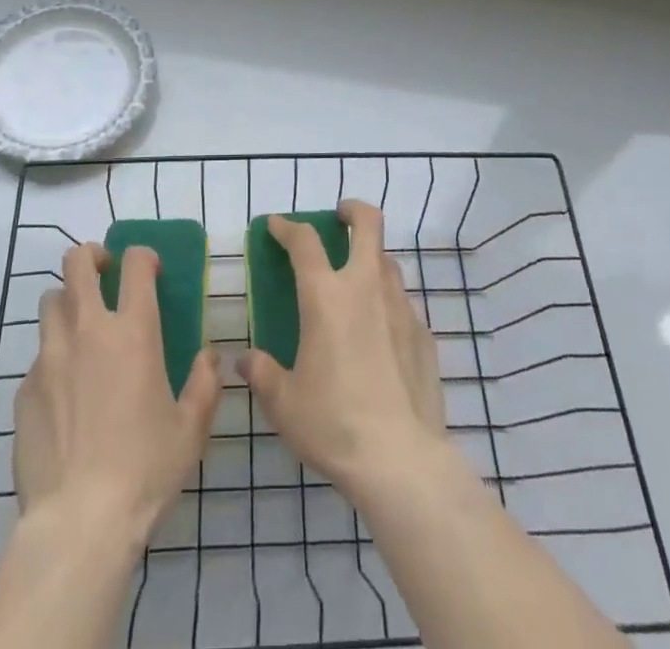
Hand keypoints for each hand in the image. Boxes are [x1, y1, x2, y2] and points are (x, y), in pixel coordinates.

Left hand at [14, 243, 220, 546]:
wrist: (79, 522)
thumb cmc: (145, 469)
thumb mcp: (191, 428)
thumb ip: (205, 383)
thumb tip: (210, 356)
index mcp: (133, 331)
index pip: (135, 264)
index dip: (143, 256)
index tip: (150, 271)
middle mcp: (88, 330)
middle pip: (77, 263)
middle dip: (91, 257)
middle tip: (104, 274)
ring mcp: (50, 357)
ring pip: (50, 301)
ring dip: (67, 302)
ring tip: (80, 327)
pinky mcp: (24, 390)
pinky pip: (37, 356)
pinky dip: (52, 358)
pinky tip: (64, 392)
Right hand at [237, 202, 446, 505]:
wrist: (400, 459)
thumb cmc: (333, 423)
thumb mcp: (284, 402)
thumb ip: (262, 373)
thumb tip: (246, 360)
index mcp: (326, 296)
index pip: (304, 241)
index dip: (287, 227)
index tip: (276, 225)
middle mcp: (366, 287)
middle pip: (368, 224)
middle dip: (352, 211)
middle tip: (338, 218)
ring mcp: (401, 307)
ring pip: (388, 261)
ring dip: (371, 258)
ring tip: (356, 281)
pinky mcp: (424, 334)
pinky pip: (403, 303)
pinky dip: (388, 304)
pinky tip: (380, 335)